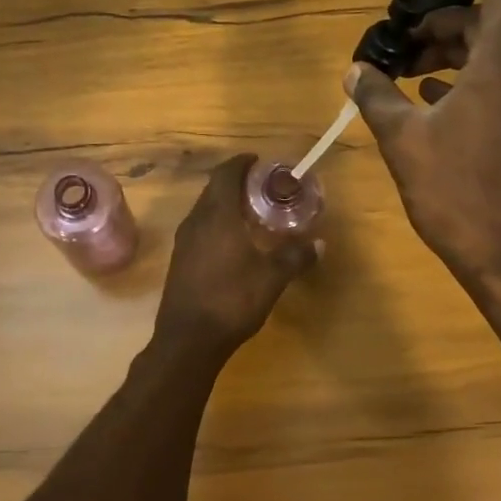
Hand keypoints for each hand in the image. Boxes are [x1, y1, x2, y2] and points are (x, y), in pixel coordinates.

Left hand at [155, 154, 316, 356]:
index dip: (241, 163)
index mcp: (217, 216)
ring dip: (225, 204)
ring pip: (205, 210)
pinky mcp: (180, 261)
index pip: (226, 175)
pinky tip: (234, 241)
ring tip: (251, 212)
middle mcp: (195, 221)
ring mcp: (183, 242)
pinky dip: (217, 224)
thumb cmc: (231, 300)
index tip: (259, 161)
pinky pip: (199, 229)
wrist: (188, 339)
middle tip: (262, 187)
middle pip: (214, 190)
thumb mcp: (271, 278)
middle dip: (236, 183)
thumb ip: (295, 257)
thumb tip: (320, 244)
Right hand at [347, 0, 500, 294]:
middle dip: (446, 24)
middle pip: (492, 24)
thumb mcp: (405, 143)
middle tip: (404, 42)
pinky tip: (437, 104)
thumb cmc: (459, 194)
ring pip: (498, 57)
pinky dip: (472, 82)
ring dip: (456, 56)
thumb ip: (378, 98)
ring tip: (410, 75)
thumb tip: (355, 71)